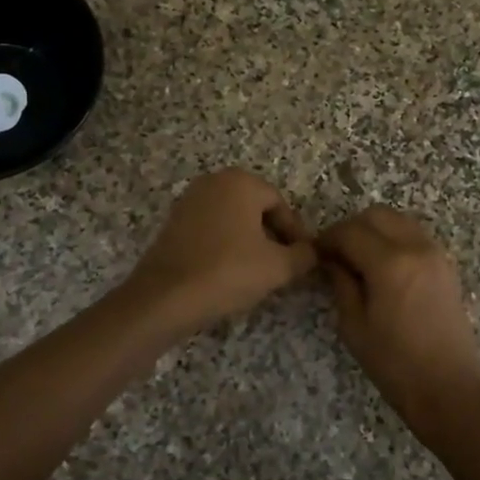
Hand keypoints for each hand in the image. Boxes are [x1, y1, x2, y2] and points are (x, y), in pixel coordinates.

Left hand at [127, 170, 316, 336]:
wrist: (165, 297)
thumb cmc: (228, 272)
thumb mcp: (278, 267)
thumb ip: (304, 256)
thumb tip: (314, 252)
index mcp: (240, 182)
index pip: (280, 204)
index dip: (295, 233)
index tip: (302, 259)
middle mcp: (213, 182)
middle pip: (255, 208)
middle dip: (272, 236)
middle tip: (282, 265)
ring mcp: (189, 201)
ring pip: (232, 219)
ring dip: (249, 241)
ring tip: (257, 272)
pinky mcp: (173, 223)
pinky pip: (211, 229)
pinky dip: (224, 246)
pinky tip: (228, 272)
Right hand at [317, 206, 479, 429]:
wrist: (448, 388)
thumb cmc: (394, 363)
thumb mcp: (354, 325)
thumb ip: (341, 284)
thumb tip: (332, 260)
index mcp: (390, 263)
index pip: (350, 231)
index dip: (327, 239)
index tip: (315, 254)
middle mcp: (416, 247)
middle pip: (377, 215)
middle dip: (351, 228)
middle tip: (336, 254)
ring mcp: (436, 254)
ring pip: (398, 221)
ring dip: (375, 230)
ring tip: (359, 259)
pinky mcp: (446, 266)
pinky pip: (414, 236)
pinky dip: (394, 239)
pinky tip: (383, 267)